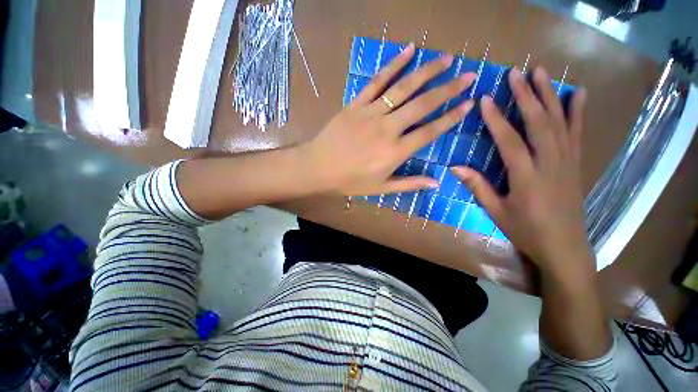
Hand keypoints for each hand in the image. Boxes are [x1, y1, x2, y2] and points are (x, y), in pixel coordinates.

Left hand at [301, 43, 475, 196]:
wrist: (318, 168)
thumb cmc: (349, 181)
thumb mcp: (380, 188)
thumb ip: (409, 184)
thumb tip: (437, 183)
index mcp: (395, 151)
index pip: (430, 131)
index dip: (451, 117)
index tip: (468, 104)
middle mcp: (388, 129)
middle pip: (423, 104)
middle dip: (448, 89)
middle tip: (468, 76)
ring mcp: (371, 113)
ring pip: (403, 88)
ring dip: (427, 71)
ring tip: (445, 59)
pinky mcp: (356, 104)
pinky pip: (377, 81)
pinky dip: (393, 65)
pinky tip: (407, 51)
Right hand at [453, 67, 592, 280]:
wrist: (564, 246)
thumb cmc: (526, 230)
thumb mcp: (495, 211)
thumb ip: (477, 186)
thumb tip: (455, 168)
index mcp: (526, 177)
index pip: (510, 141)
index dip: (496, 119)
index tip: (485, 98)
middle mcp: (550, 163)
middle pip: (539, 123)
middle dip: (526, 95)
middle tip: (515, 73)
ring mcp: (567, 161)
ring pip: (560, 122)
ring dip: (549, 95)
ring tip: (541, 72)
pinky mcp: (576, 163)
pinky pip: (577, 132)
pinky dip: (578, 111)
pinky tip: (578, 93)